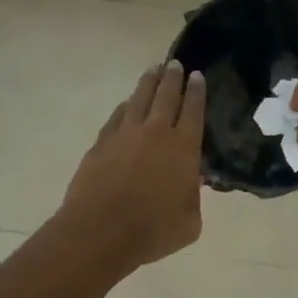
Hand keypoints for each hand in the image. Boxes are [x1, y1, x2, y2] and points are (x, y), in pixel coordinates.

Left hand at [57, 61, 206, 271]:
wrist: (100, 232)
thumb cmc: (153, 231)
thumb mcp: (190, 222)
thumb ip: (194, 198)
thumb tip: (191, 182)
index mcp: (184, 148)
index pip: (193, 110)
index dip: (197, 92)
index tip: (197, 75)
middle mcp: (156, 132)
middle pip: (166, 96)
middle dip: (173, 78)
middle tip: (175, 64)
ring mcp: (125, 135)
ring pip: (139, 99)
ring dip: (148, 83)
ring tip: (153, 70)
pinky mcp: (101, 143)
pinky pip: (117, 116)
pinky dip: (125, 107)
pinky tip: (127, 104)